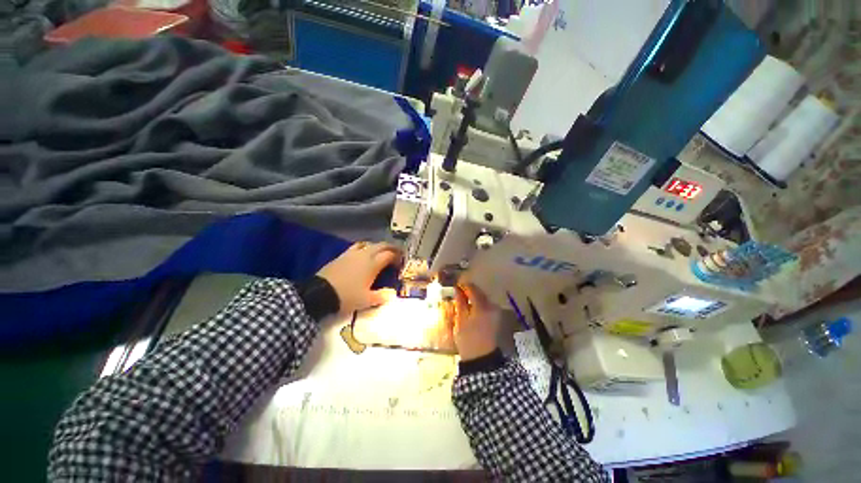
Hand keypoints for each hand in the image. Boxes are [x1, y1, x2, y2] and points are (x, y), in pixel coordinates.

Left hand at [317, 241, 400, 314]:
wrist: (320, 293)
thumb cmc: (347, 296)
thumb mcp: (366, 300)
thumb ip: (381, 296)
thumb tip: (391, 294)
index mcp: (373, 264)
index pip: (389, 255)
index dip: (397, 257)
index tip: (401, 262)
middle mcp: (365, 255)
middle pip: (381, 245)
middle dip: (391, 248)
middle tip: (396, 253)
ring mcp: (352, 253)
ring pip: (369, 244)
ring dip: (378, 246)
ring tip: (381, 253)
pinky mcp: (342, 255)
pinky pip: (357, 246)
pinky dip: (365, 247)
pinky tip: (363, 254)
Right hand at [452, 284, 500, 360]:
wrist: (481, 358)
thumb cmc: (468, 339)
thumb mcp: (460, 320)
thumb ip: (460, 302)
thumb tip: (456, 289)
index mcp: (482, 306)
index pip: (472, 288)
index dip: (463, 285)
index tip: (455, 286)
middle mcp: (491, 305)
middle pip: (479, 292)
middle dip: (468, 291)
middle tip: (457, 294)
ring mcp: (495, 311)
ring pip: (483, 298)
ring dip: (473, 297)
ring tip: (463, 301)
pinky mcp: (496, 316)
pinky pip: (486, 304)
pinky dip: (478, 303)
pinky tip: (471, 308)